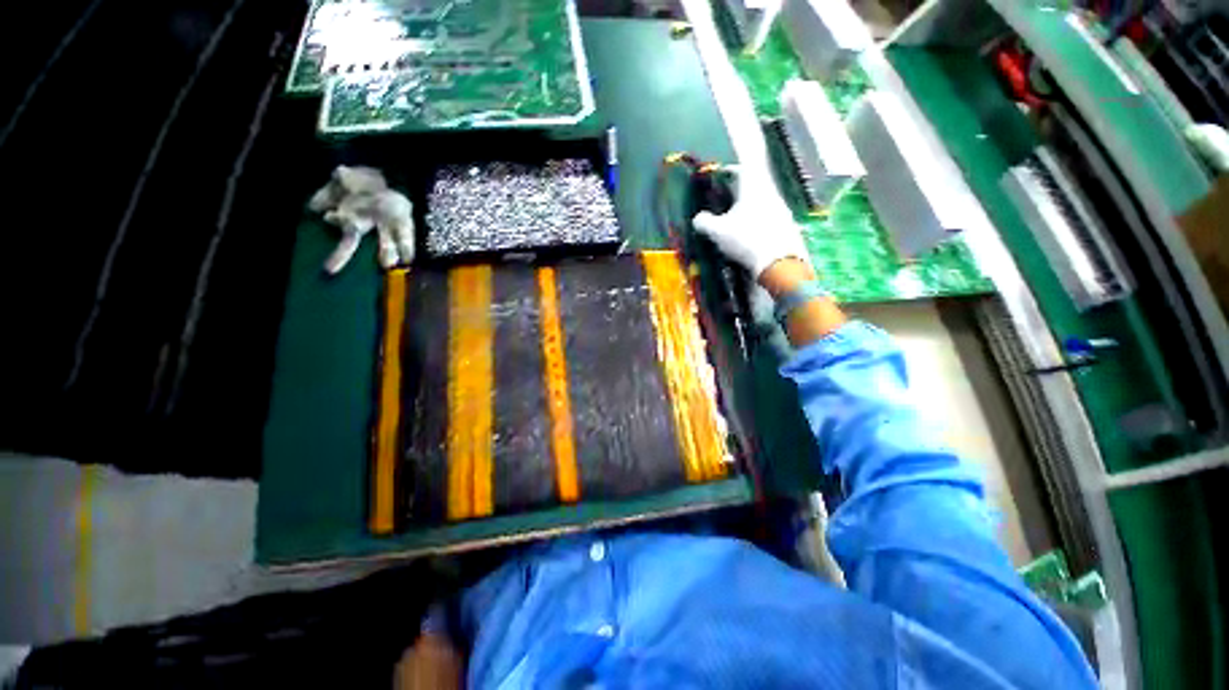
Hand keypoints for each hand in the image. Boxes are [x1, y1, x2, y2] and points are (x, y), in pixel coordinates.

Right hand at [692, 165, 810, 278]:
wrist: (779, 262)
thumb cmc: (745, 240)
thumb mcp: (718, 232)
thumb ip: (705, 223)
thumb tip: (697, 218)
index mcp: (753, 188)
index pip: (743, 169)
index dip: (732, 168)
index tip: (724, 171)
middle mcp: (770, 194)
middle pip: (755, 183)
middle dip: (740, 188)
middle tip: (727, 196)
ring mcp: (781, 210)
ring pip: (763, 200)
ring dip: (750, 204)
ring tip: (737, 216)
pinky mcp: (787, 226)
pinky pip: (770, 215)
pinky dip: (759, 218)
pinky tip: (751, 232)